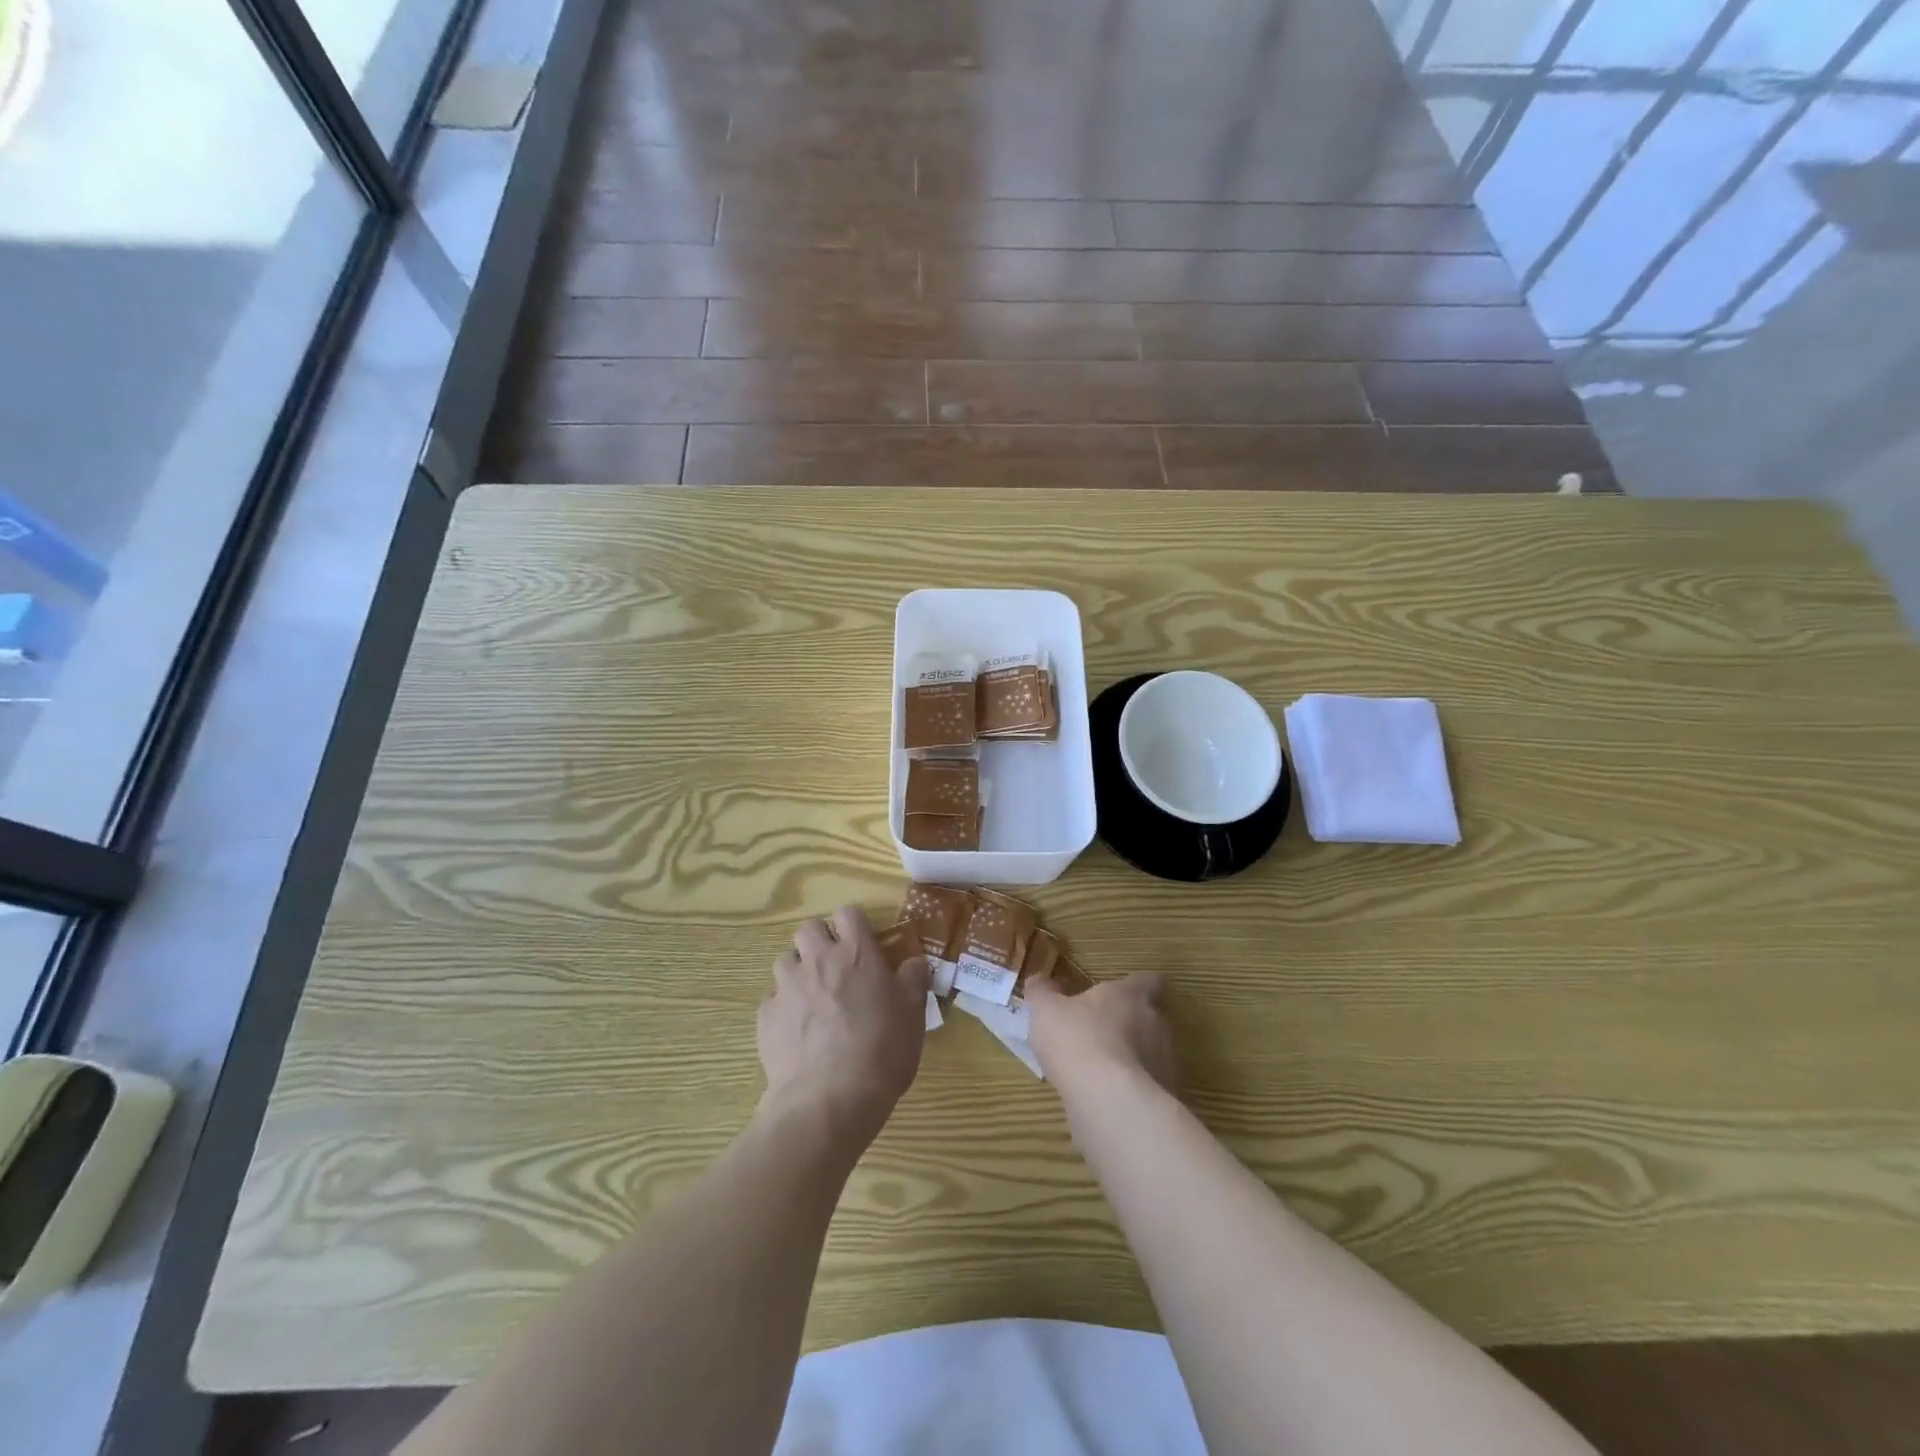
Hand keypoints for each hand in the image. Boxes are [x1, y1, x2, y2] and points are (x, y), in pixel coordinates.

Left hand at [758, 906, 928, 1143]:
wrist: (830, 1099)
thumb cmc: (882, 1050)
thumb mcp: (913, 1013)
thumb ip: (913, 979)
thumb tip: (914, 962)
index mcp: (856, 953)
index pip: (848, 913)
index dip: (854, 925)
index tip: (863, 944)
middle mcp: (818, 960)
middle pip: (808, 929)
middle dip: (819, 941)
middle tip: (835, 968)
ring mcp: (787, 986)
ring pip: (785, 960)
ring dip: (798, 972)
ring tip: (813, 1000)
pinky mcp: (766, 1016)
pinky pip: (773, 1000)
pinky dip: (784, 1009)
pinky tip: (798, 1034)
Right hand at [1026, 972, 1177, 1094]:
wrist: (1109, 1100)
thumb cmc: (1077, 1040)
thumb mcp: (1046, 1010)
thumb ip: (1042, 992)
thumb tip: (1038, 980)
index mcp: (1130, 995)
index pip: (1150, 981)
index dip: (1137, 986)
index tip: (1123, 992)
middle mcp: (1156, 1023)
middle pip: (1152, 1017)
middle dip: (1132, 1024)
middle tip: (1104, 1033)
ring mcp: (1165, 1061)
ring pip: (1152, 1052)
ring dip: (1134, 1058)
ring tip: (1104, 1071)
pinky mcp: (1165, 1096)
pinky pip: (1151, 1086)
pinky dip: (1134, 1089)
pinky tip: (1111, 1098)